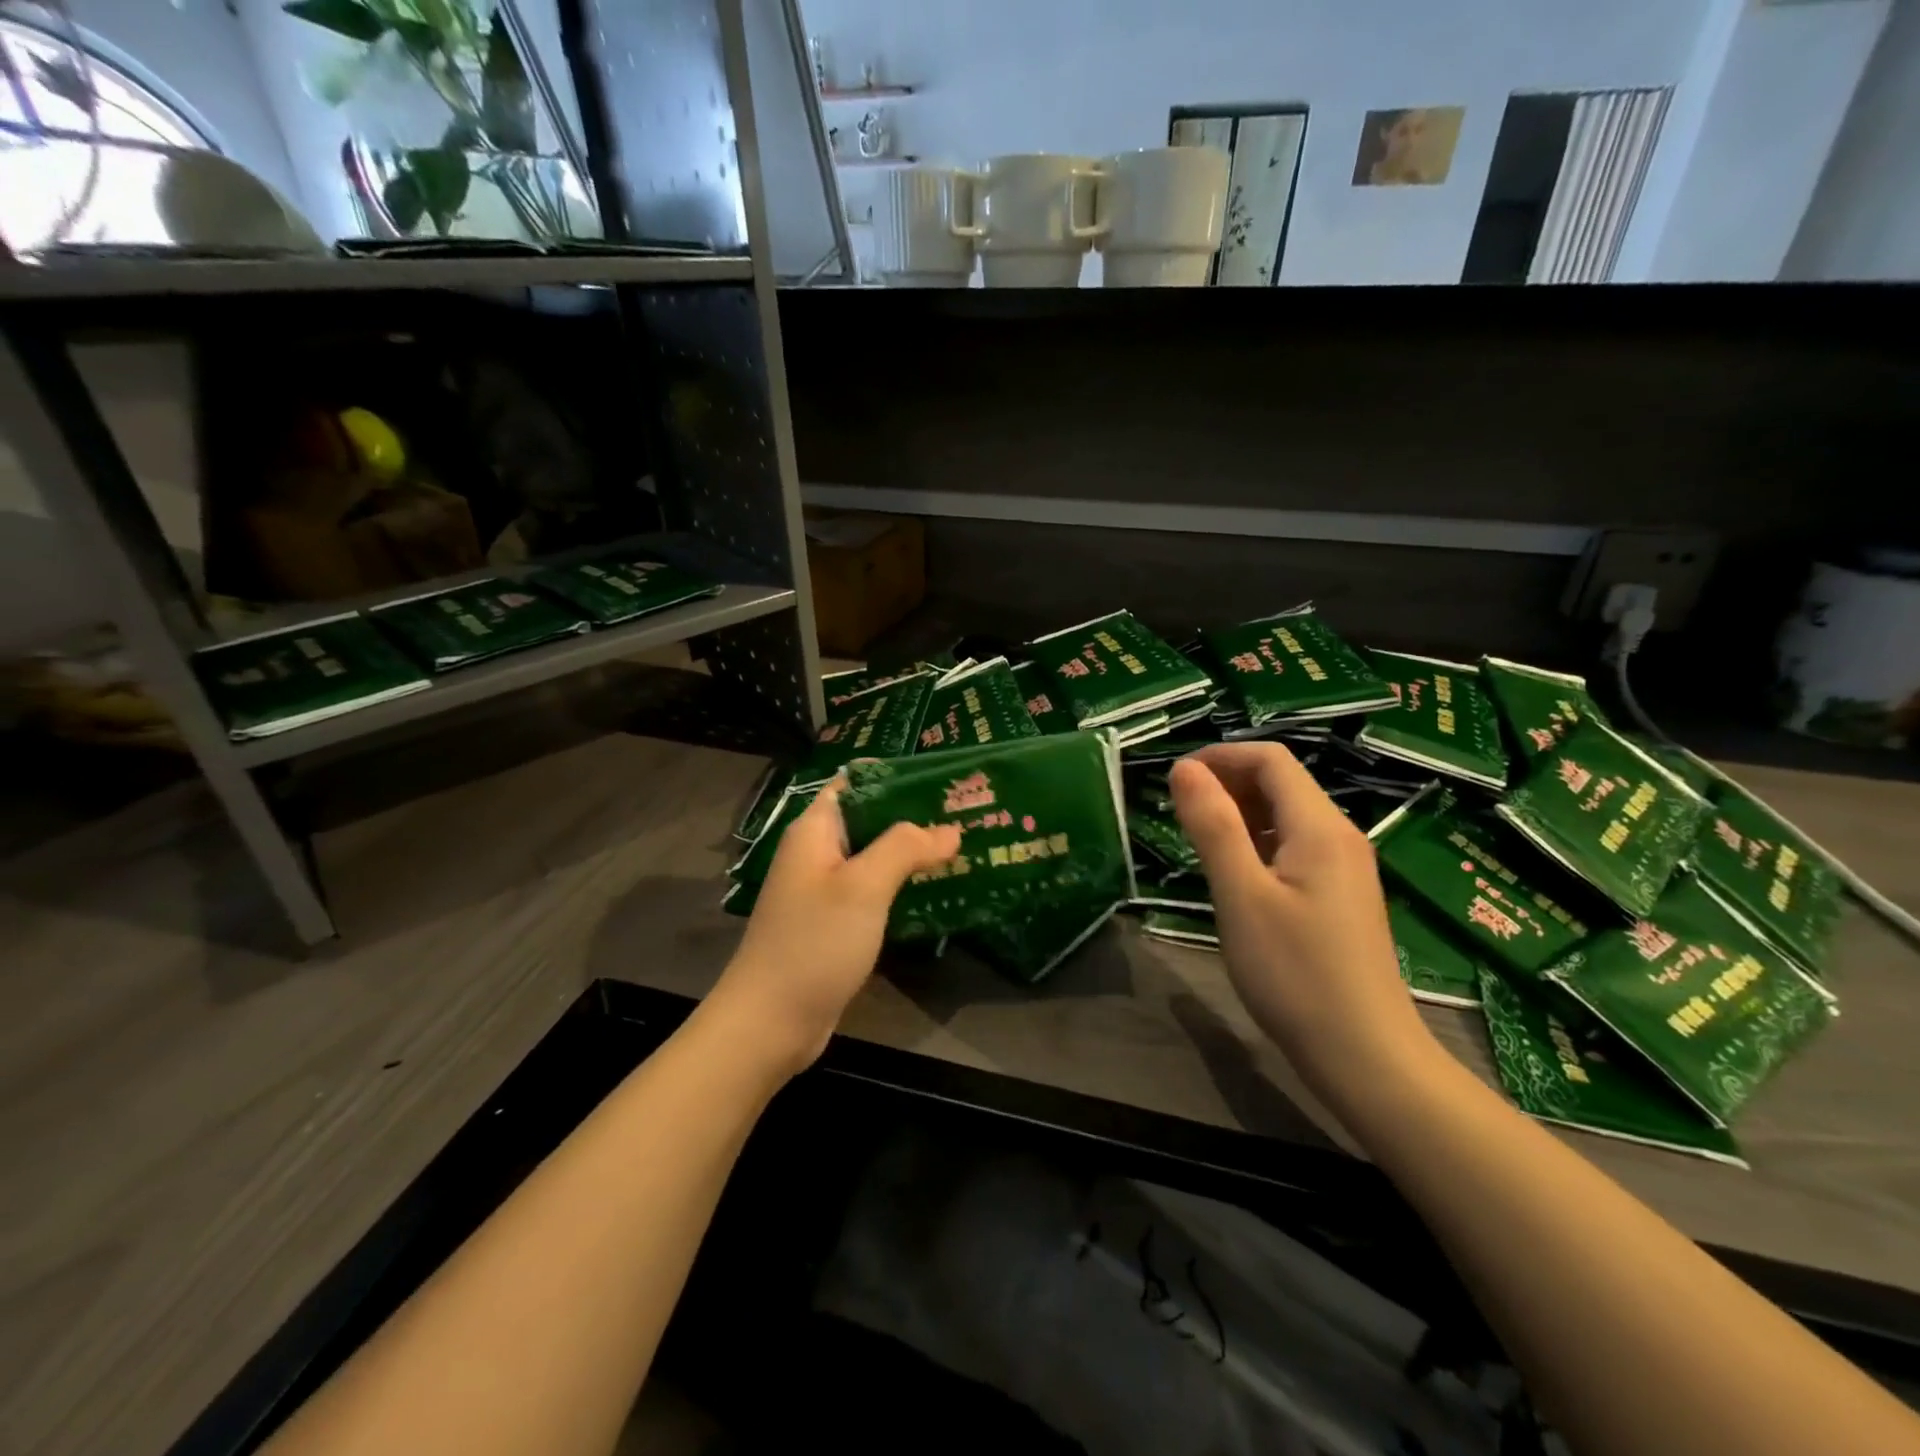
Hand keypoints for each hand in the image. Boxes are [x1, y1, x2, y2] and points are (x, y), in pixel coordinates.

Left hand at [713, 779, 960, 1076]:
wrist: (771, 1022)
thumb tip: (949, 828)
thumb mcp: (863, 886)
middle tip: (967, 813)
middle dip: (915, 815)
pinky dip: (903, 886)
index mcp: (816, 830)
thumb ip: (905, 847)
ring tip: (965, 847)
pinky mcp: (836, 923)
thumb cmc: (815, 942)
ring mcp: (826, 890)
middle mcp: (819, 852)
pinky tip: (940, 890)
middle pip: (871, 819)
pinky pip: (875, 892)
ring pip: (876, 857)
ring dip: (914, 853)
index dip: (897, 775)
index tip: (944, 778)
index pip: (857, 782)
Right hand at [1168, 744, 1439, 1107]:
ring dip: (1239, 813)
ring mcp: (1345, 868)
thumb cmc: (1295, 973)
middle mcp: (1340, 836)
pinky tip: (1234, 873)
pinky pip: (1294, 847)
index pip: (1271, 760)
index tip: (1175, 779)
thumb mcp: (1241, 895)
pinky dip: (1257, 843)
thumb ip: (1213, 826)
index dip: (1220, 756)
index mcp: (1320, 828)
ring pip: (1286, 817)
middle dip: (1227, 783)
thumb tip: (1184, 768)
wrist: (1364, 1055)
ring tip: (1197, 838)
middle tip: (1178, 810)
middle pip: (1282, 783)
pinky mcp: (1341, 896)